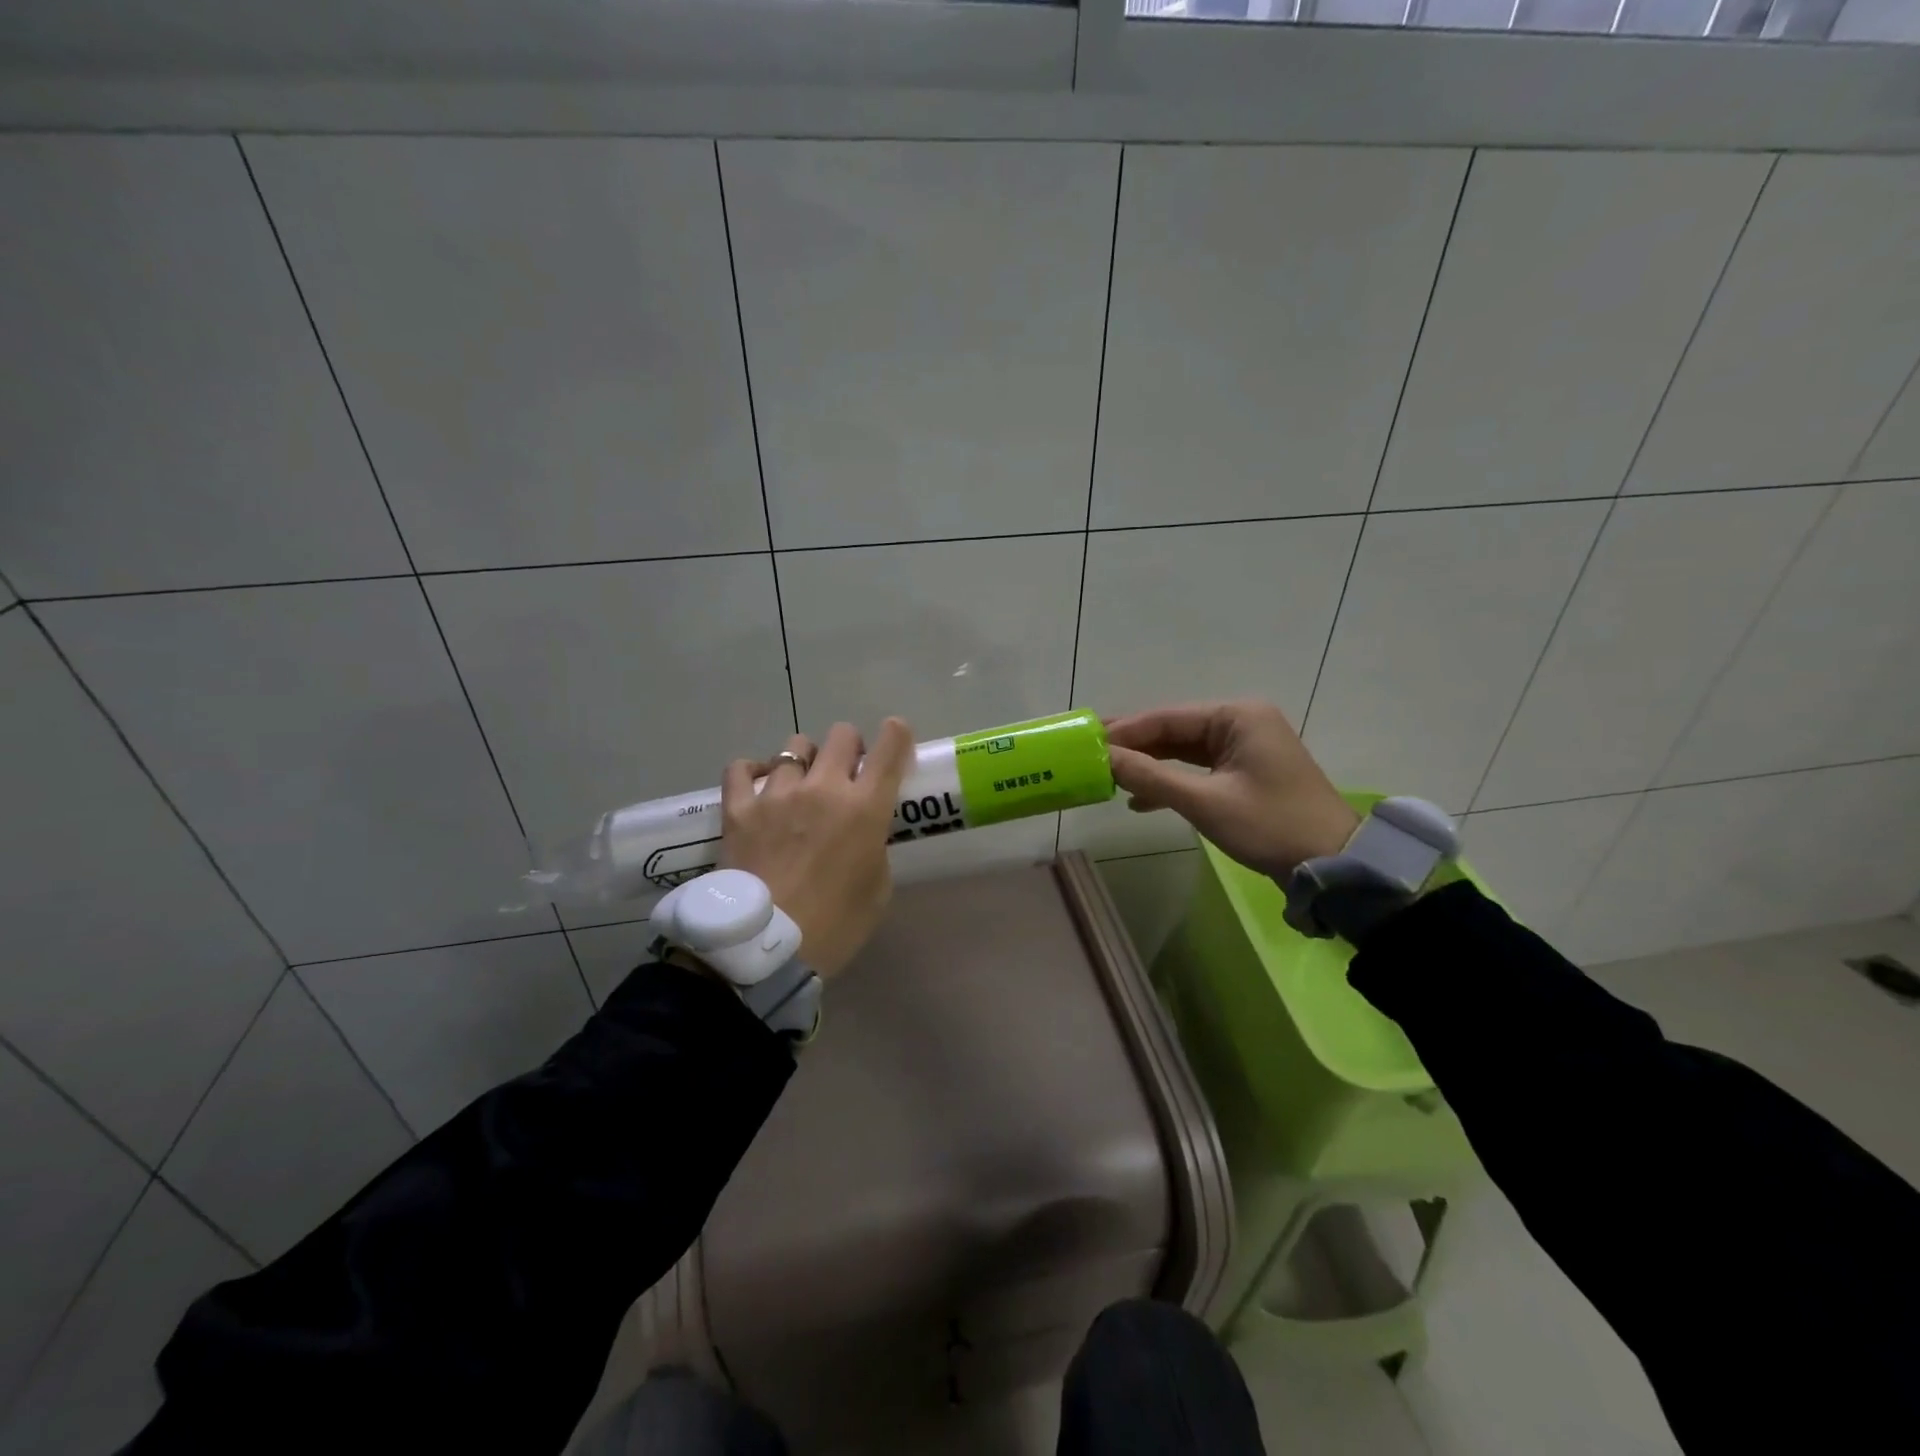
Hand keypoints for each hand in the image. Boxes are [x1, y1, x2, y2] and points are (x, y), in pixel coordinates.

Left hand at [720, 719, 913, 978]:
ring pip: (795, 746)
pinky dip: (753, 771)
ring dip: (805, 760)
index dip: (897, 734)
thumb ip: (874, 846)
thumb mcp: (877, 888)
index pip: (890, 749)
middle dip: (850, 747)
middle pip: (842, 734)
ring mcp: (777, 794)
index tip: (895, 736)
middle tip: (846, 772)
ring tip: (800, 783)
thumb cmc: (835, 926)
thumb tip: (863, 832)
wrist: (766, 950)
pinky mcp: (739, 808)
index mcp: (865, 808)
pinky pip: (741, 768)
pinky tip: (757, 784)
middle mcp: (824, 788)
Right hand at [1105, 701, 1359, 880]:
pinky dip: (1172, 782)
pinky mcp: (1247, 772)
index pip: (1167, 718)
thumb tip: (1103, 758)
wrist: (1331, 864)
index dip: (1125, 731)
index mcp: (1237, 716)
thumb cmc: (1269, 825)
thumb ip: (1151, 776)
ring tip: (1109, 779)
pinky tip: (1141, 800)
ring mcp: (1246, 748)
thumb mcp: (1204, 801)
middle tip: (1091, 757)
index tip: (1087, 742)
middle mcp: (1242, 722)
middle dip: (1135, 747)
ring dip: (1151, 766)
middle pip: (1174, 731)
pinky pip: (1199, 769)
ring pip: (1184, 751)